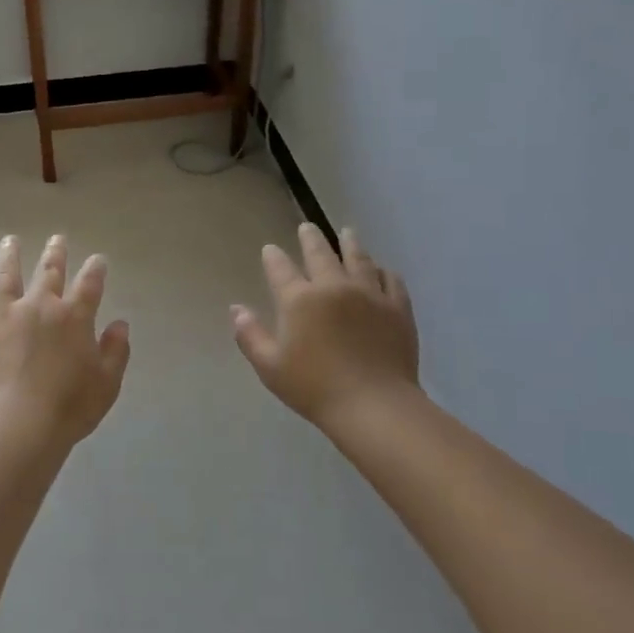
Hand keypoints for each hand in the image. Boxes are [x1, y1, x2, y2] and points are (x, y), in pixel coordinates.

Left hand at [0, 234, 131, 447]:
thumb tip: (120, 324)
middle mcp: (40, 305)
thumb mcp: (106, 383)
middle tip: (57, 239)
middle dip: (56, 253)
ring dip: (10, 255)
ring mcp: (4, 313)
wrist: (15, 424)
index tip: (98, 259)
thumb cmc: (67, 407)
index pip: (90, 284)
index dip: (96, 269)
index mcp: (74, 317)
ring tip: (10, 241)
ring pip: (7, 275)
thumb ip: (115, 351)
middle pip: (49, 271)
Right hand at [232, 224, 420, 427]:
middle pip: (320, 253)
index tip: (270, 249)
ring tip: (347, 232)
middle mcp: (333, 287)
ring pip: (358, 259)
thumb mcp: (270, 367)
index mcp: (299, 300)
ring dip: (350, 243)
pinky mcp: (397, 308)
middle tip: (307, 227)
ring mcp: (369, 294)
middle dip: (311, 238)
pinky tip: (382, 269)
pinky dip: (383, 270)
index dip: (273, 257)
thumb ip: (250, 335)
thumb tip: (236, 309)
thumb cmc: (315, 389)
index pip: (281, 269)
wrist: (374, 405)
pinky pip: (391, 279)